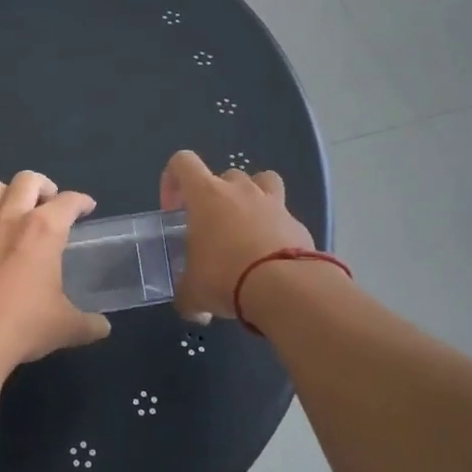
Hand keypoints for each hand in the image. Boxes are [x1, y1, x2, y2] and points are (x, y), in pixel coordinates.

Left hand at [0, 171, 110, 366]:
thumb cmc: (23, 325)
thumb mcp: (65, 327)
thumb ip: (88, 323)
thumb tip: (102, 327)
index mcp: (45, 229)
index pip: (69, 201)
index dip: (82, 201)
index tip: (86, 207)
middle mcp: (12, 217)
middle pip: (28, 180)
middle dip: (43, 186)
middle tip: (48, 204)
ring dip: (7, 195)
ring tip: (13, 212)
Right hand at [160, 149, 315, 318]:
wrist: (284, 288)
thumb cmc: (225, 277)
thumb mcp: (193, 292)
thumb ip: (187, 295)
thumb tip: (193, 310)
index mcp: (206, 195)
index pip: (182, 161)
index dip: (173, 180)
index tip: (173, 210)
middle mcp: (240, 190)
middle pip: (225, 175)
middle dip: (216, 196)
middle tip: (211, 228)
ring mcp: (273, 203)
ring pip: (262, 182)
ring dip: (252, 199)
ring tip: (246, 229)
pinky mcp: (297, 222)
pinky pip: (283, 216)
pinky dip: (275, 229)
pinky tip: (270, 257)